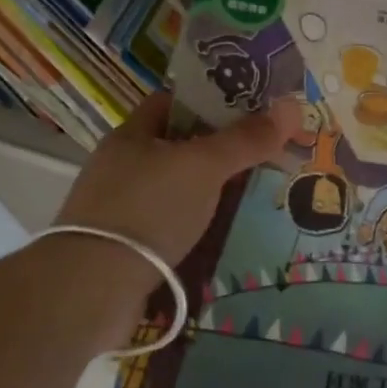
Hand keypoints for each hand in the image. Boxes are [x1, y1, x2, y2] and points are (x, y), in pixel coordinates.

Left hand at [56, 93, 298, 273]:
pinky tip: (222, 231)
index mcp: (132, 134)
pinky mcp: (125, 244)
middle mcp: (122, 165)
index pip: (174, 102)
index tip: (252, 109)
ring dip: (210, 190)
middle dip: (219, 149)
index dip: (212, 100)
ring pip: (176, 187)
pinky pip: (169, 222)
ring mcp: (120, 206)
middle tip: (264, 153)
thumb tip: (292, 105)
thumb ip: (246, 139)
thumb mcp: (203, 166)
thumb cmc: (149, 209)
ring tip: (253, 193)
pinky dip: (195, 223)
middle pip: (178, 146)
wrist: (94, 287)